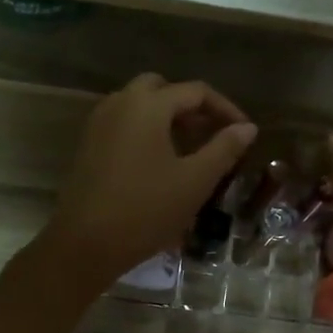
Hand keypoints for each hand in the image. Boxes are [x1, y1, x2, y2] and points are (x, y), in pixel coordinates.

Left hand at [40, 74, 256, 291]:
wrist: (85, 243)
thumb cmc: (146, 210)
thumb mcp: (195, 181)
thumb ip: (224, 149)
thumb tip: (247, 128)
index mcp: (148, 105)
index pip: (195, 92)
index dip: (225, 109)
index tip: (244, 132)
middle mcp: (120, 103)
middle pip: (162, 89)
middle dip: (190, 107)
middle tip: (211, 134)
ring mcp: (99, 123)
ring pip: (139, 105)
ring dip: (166, 117)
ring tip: (189, 149)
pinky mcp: (88, 145)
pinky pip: (123, 123)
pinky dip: (145, 130)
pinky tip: (159, 162)